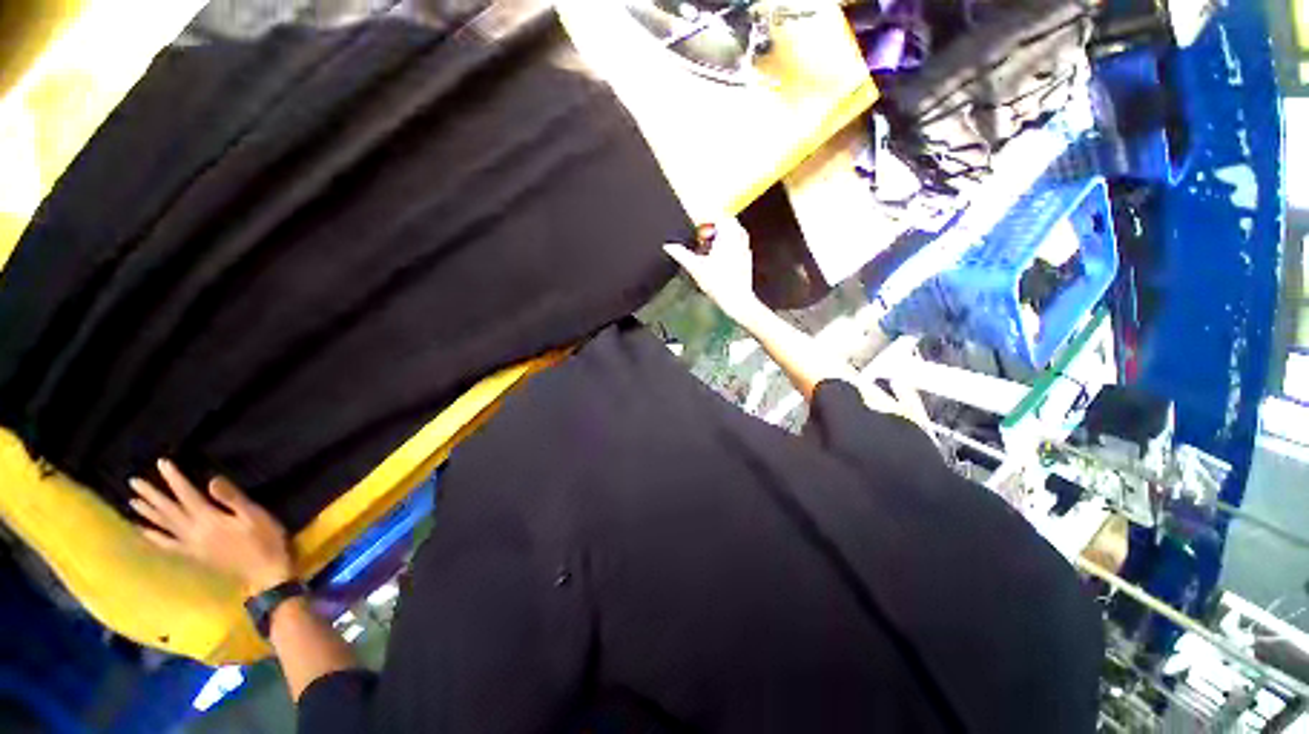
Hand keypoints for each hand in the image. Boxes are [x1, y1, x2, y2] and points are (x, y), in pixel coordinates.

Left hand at [129, 459, 294, 594]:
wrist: (263, 576)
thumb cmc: (265, 542)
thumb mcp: (256, 517)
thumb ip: (233, 499)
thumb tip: (211, 480)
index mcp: (209, 520)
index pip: (187, 495)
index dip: (174, 479)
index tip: (161, 463)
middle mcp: (193, 532)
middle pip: (169, 511)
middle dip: (152, 495)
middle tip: (134, 482)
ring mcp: (190, 547)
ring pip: (163, 528)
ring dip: (147, 514)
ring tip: (133, 502)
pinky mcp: (192, 558)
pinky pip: (166, 546)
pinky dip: (152, 538)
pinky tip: (143, 533)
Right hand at [663, 218, 759, 318]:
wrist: (737, 299)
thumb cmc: (719, 284)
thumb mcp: (695, 267)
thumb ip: (681, 254)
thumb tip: (669, 246)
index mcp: (728, 236)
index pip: (717, 216)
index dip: (705, 217)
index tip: (696, 223)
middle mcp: (739, 238)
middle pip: (727, 222)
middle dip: (713, 225)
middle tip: (701, 235)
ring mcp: (745, 248)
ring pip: (734, 232)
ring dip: (721, 234)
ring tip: (708, 245)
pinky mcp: (746, 258)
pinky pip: (737, 243)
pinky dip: (727, 244)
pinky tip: (718, 257)